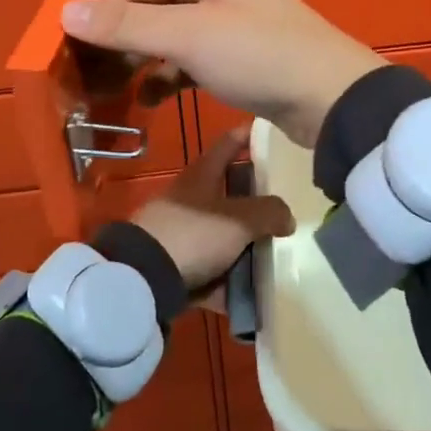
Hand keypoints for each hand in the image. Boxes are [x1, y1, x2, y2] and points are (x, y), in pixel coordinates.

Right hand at [61, 0, 382, 149]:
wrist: (330, 98)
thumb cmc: (258, 55)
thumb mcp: (188, 36)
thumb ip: (127, 24)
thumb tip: (65, 10)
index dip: (102, 14)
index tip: (74, 53)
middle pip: (151, 6)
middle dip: (120, 39)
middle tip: (89, 77)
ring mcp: (231, 20)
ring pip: (170, 34)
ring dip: (141, 59)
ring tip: (112, 90)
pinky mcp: (240, 54)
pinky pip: (191, 58)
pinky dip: (169, 75)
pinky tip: (150, 99)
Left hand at [130, 126, 295, 306]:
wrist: (142, 278)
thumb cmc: (193, 233)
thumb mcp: (239, 219)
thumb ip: (269, 213)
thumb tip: (287, 218)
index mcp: (203, 174)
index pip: (229, 143)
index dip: (248, 135)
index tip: (269, 133)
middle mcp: (191, 198)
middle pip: (229, 193)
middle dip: (256, 201)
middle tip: (285, 208)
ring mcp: (183, 232)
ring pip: (223, 234)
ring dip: (246, 246)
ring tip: (276, 256)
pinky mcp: (177, 265)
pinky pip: (212, 271)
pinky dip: (230, 282)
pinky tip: (253, 297)